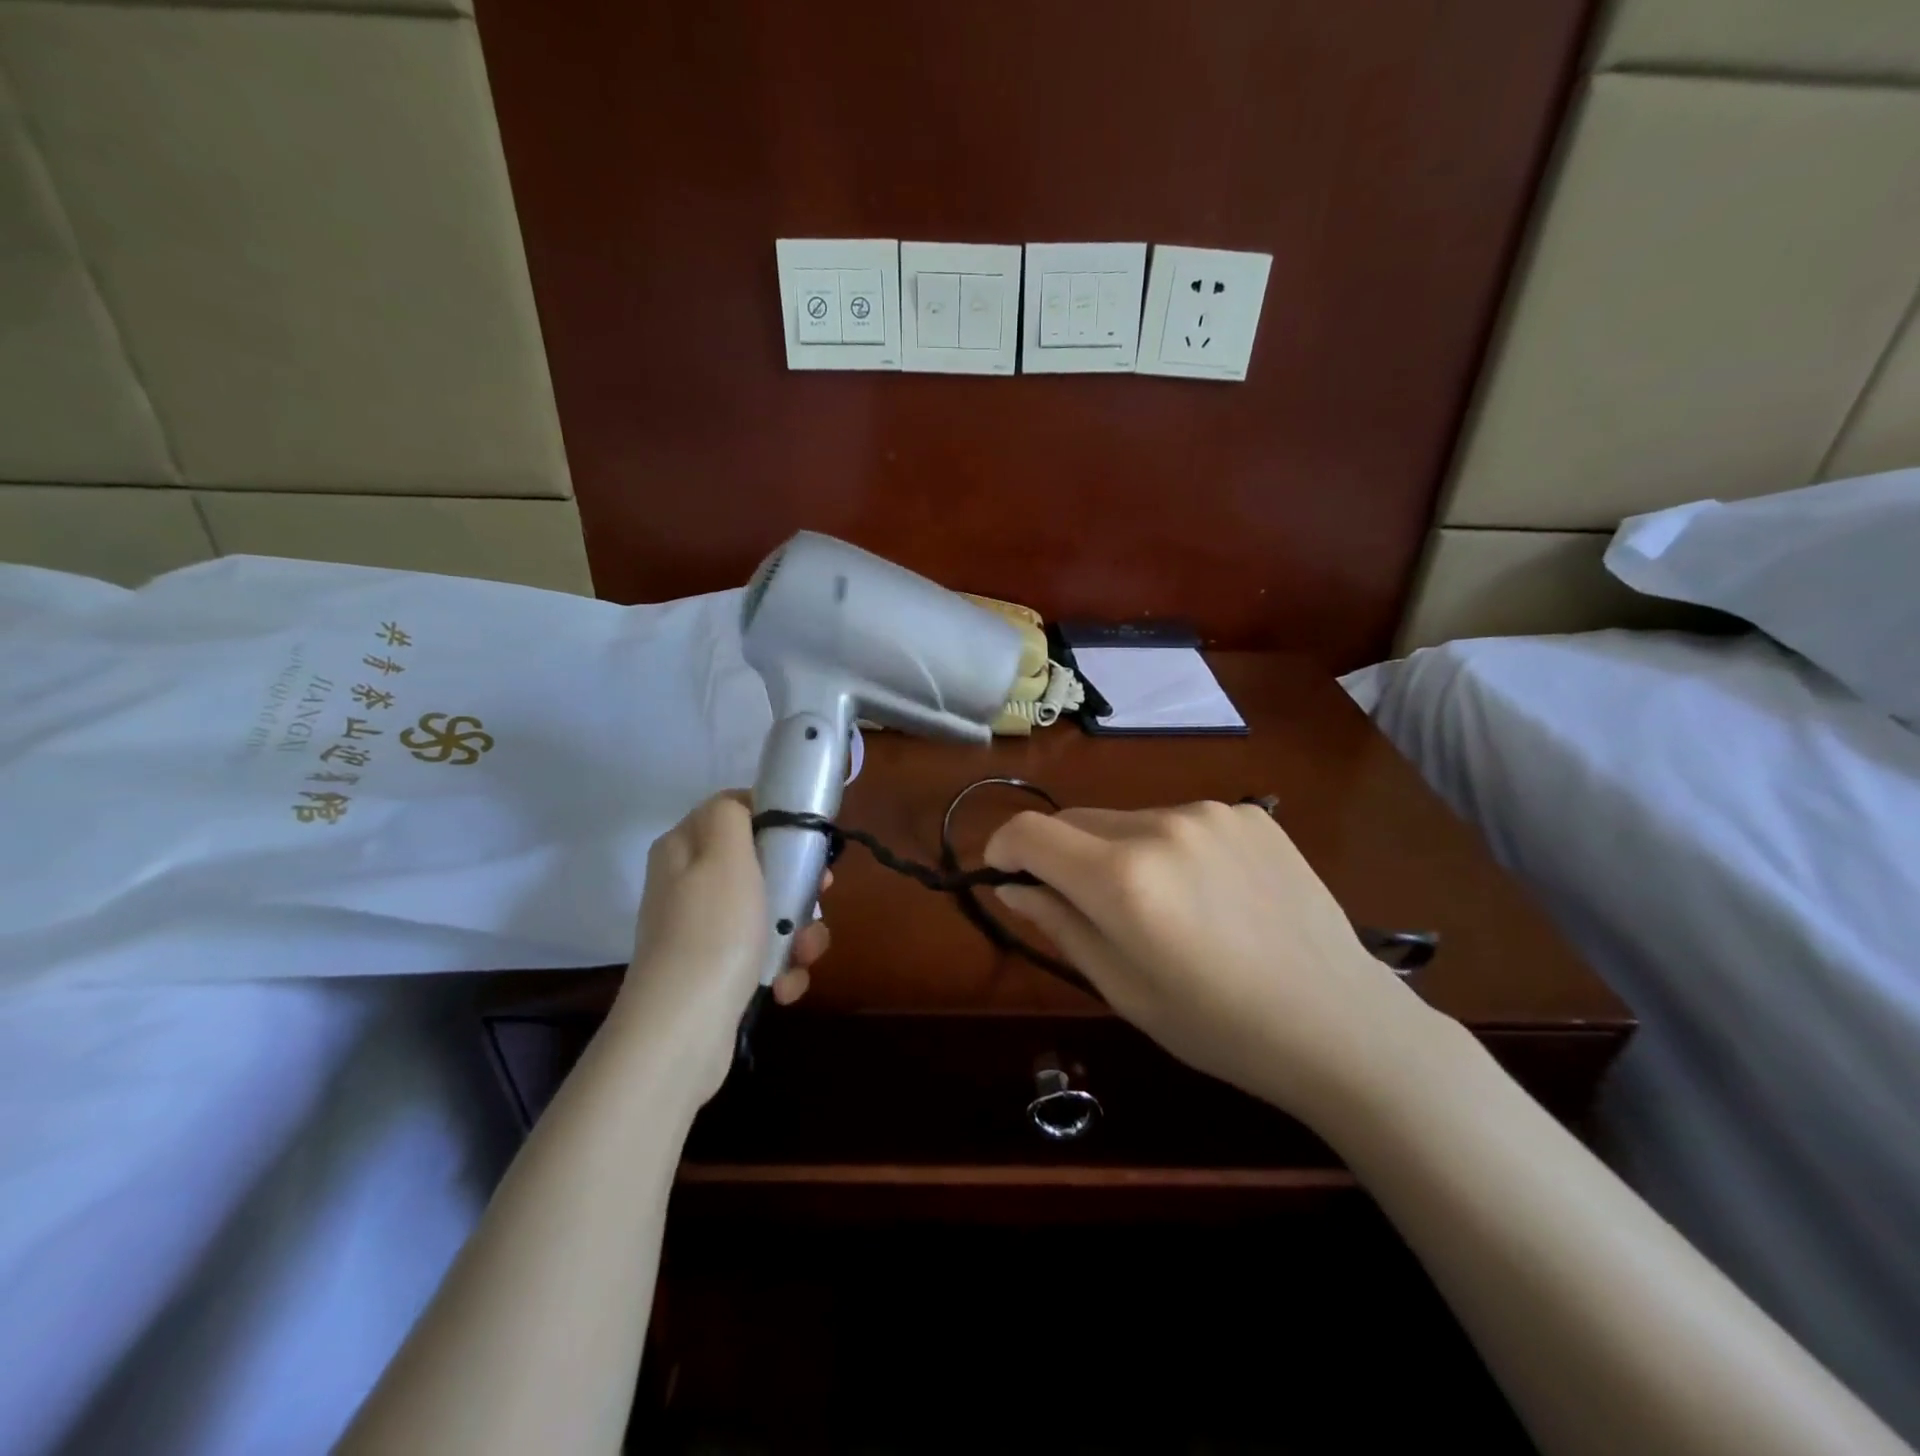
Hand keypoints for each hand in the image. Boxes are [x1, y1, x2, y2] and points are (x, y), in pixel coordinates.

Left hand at [613, 792, 825, 1098]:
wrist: (683, 1030)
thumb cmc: (712, 931)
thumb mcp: (723, 855)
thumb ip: (732, 813)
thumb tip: (742, 805)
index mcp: (685, 849)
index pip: (736, 811)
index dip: (776, 819)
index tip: (808, 841)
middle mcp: (689, 884)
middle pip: (760, 863)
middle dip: (798, 884)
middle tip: (820, 895)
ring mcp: (703, 930)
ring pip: (769, 911)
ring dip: (798, 933)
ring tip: (803, 956)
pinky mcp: (717, 970)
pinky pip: (762, 953)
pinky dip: (781, 968)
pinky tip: (783, 987)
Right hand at [984, 801, 1444, 1128]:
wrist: (1341, 1023)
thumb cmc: (1218, 1026)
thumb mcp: (1123, 988)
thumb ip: (1060, 925)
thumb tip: (1013, 888)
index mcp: (1123, 878)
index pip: (1030, 833)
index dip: (1004, 848)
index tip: (1005, 874)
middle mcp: (1161, 826)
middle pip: (1076, 821)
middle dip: (1063, 856)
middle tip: (1087, 907)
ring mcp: (1211, 813)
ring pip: (1129, 821)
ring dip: (1121, 852)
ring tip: (1164, 906)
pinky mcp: (1250, 813)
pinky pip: (1182, 821)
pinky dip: (1173, 848)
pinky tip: (1212, 893)